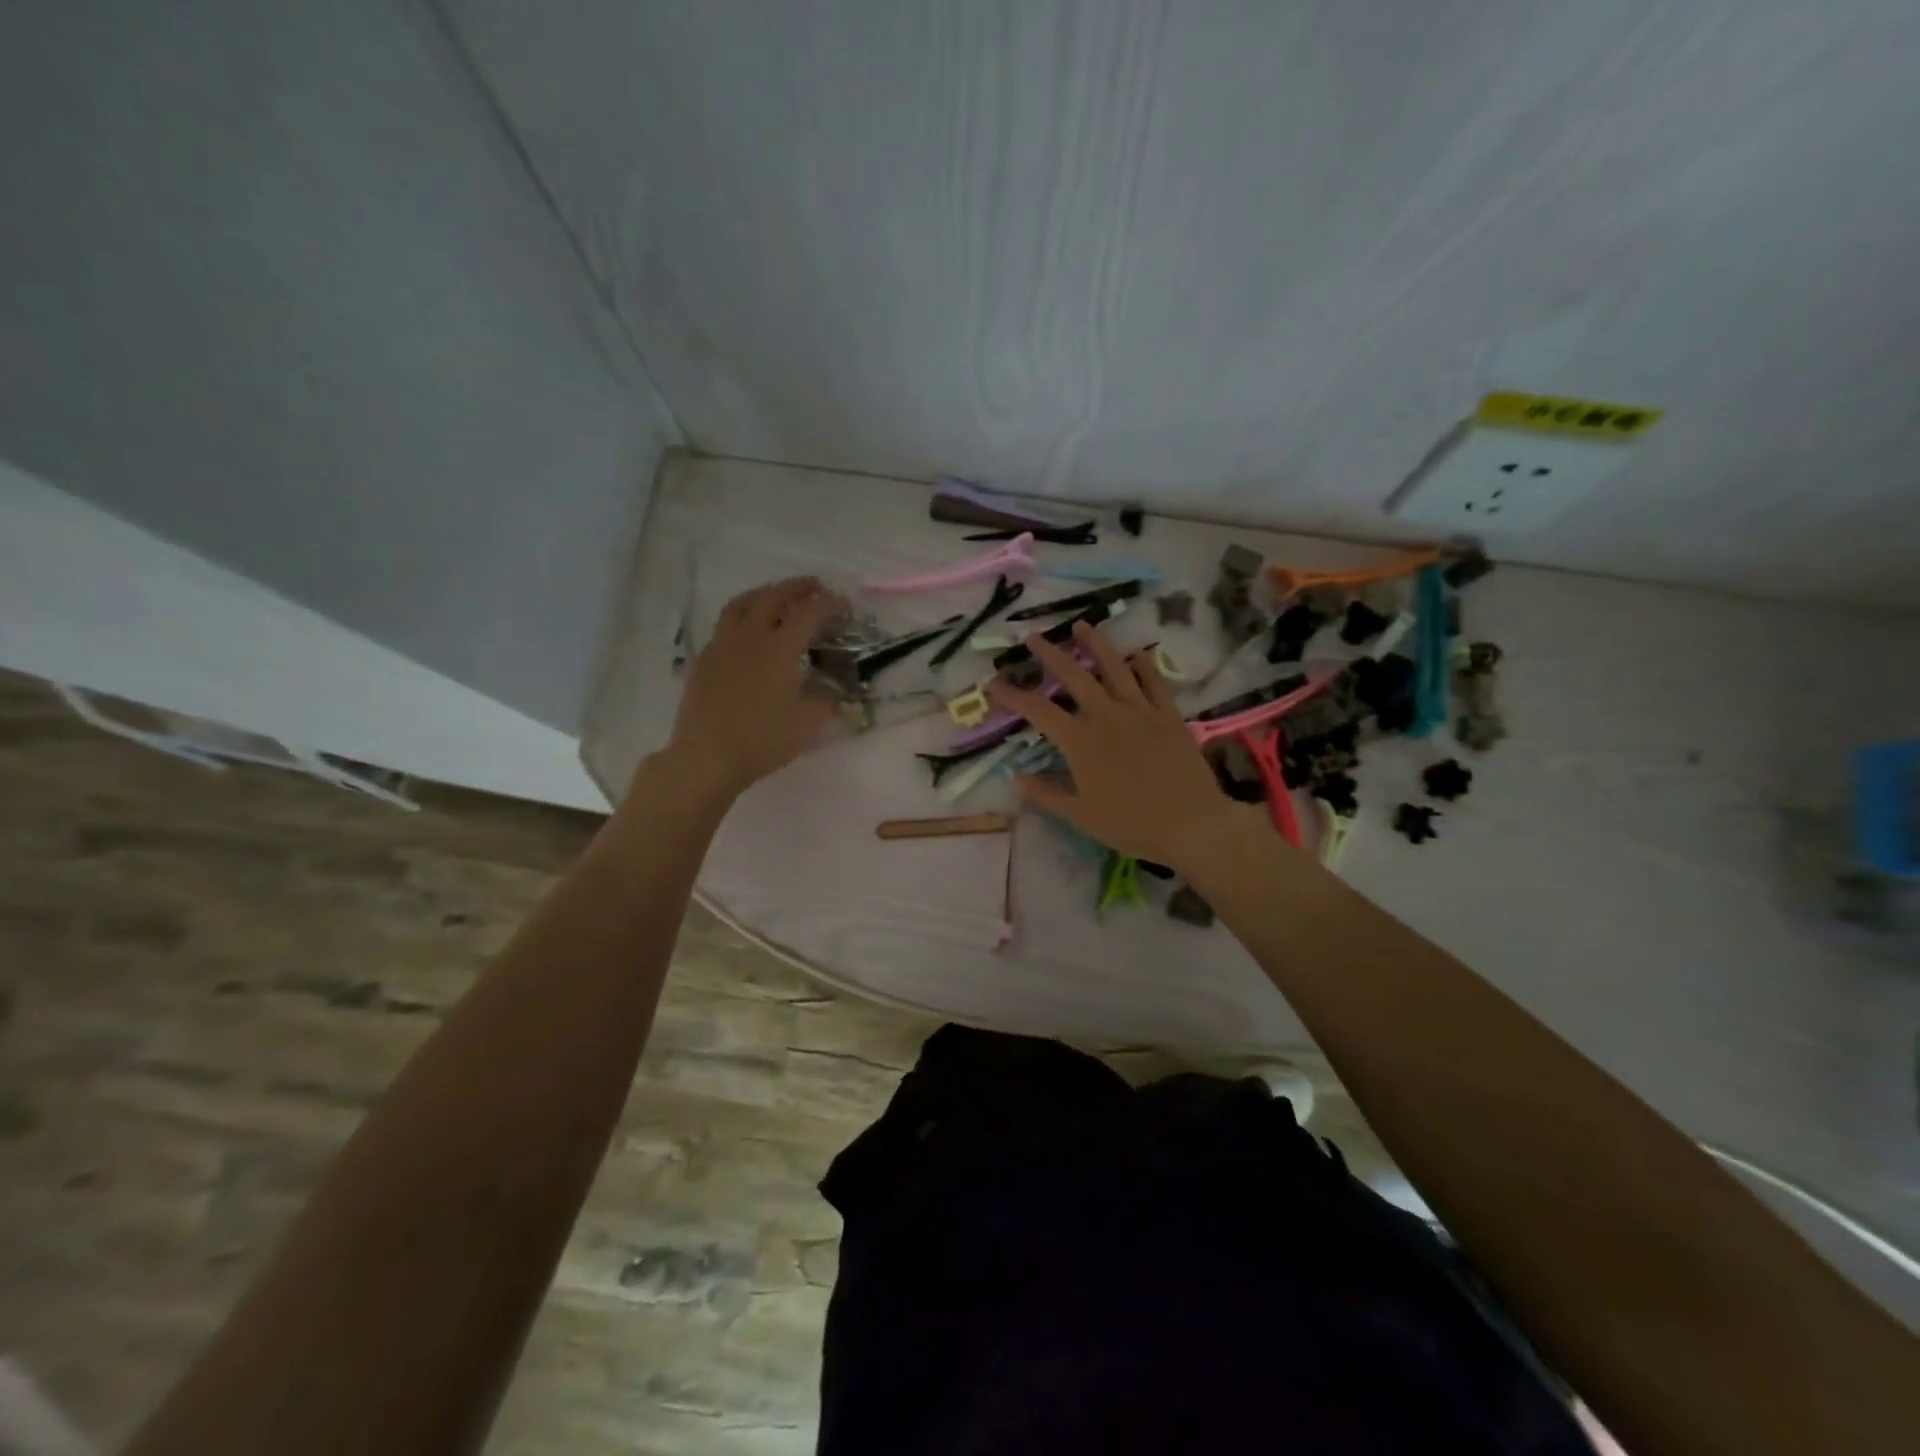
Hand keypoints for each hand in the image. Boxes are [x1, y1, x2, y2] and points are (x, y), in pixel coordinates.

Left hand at [661, 577, 845, 800]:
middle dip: (797, 587)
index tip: (843, 604)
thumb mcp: (808, 723)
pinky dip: (743, 615)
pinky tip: (748, 630)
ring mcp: (723, 645)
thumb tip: (832, 689)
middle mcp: (750, 636)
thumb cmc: (763, 740)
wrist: (707, 757)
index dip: (829, 604)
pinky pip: (725, 624)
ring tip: (777, 596)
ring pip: (742, 604)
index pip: (808, 613)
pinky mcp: (705, 659)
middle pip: (773, 597)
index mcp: (779, 648)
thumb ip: (826, 700)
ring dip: (765, 593)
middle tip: (814, 587)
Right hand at [987, 621, 1238, 869]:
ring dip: (1095, 643)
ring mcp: (1140, 710)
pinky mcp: (1168, 714)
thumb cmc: (1130, 824)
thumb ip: (1046, 793)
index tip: (994, 684)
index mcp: (1080, 741)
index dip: (1013, 695)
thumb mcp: (1080, 815)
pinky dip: (1143, 664)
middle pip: (1073, 675)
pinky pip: (1154, 681)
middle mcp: (1106, 715)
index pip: (1038, 710)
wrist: (1192, 823)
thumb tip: (1016, 776)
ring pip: (1114, 667)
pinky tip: (1135, 654)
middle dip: (1049, 654)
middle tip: (1032, 637)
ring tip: (1081, 625)